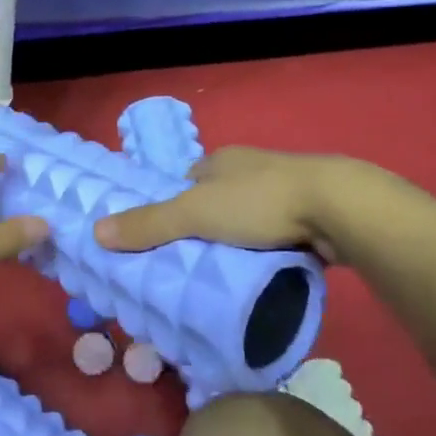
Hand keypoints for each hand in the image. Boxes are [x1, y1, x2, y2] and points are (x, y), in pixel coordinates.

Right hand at [94, 147, 346, 262]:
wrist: (339, 208)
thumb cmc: (259, 201)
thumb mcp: (195, 213)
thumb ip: (149, 224)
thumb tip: (96, 232)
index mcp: (222, 160)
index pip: (188, 181)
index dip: (175, 207)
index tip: (167, 238)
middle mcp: (252, 169)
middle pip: (219, 200)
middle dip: (209, 227)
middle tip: (194, 264)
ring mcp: (286, 191)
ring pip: (251, 219)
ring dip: (242, 241)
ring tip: (227, 275)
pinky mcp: (313, 215)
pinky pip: (280, 235)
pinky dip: (271, 251)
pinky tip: (266, 273)